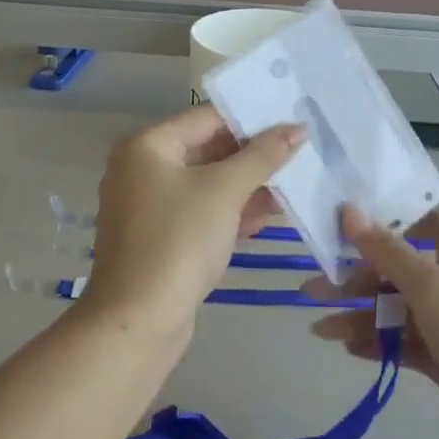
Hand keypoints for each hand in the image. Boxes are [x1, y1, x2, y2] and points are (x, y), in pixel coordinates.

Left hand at [82, 105, 305, 345]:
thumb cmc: (179, 241)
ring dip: (248, 185)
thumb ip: (263, 156)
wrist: (138, 321)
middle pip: (208, 149)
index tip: (293, 119)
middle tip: (300, 151)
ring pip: (208, 184)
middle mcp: (143, 168)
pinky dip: (231, 212)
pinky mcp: (161, 238)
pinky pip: (201, 212)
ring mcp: (150, 206)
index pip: (208, 117)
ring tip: (294, 183)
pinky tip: (269, 216)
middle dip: (254, 155)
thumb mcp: (225, 191)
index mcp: (148, 146)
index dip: (252, 117)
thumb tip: (297, 127)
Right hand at [309, 206, 438, 438]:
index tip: (349, 218)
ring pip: (395, 309)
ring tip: (318, 328)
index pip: (425, 221)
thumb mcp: (431, 287)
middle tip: (313, 286)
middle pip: (398, 269)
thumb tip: (350, 210)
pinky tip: (346, 347)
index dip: (392, 216)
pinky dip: (377, 343)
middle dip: (357, 275)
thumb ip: (387, 251)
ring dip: (359, 314)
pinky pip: (403, 343)